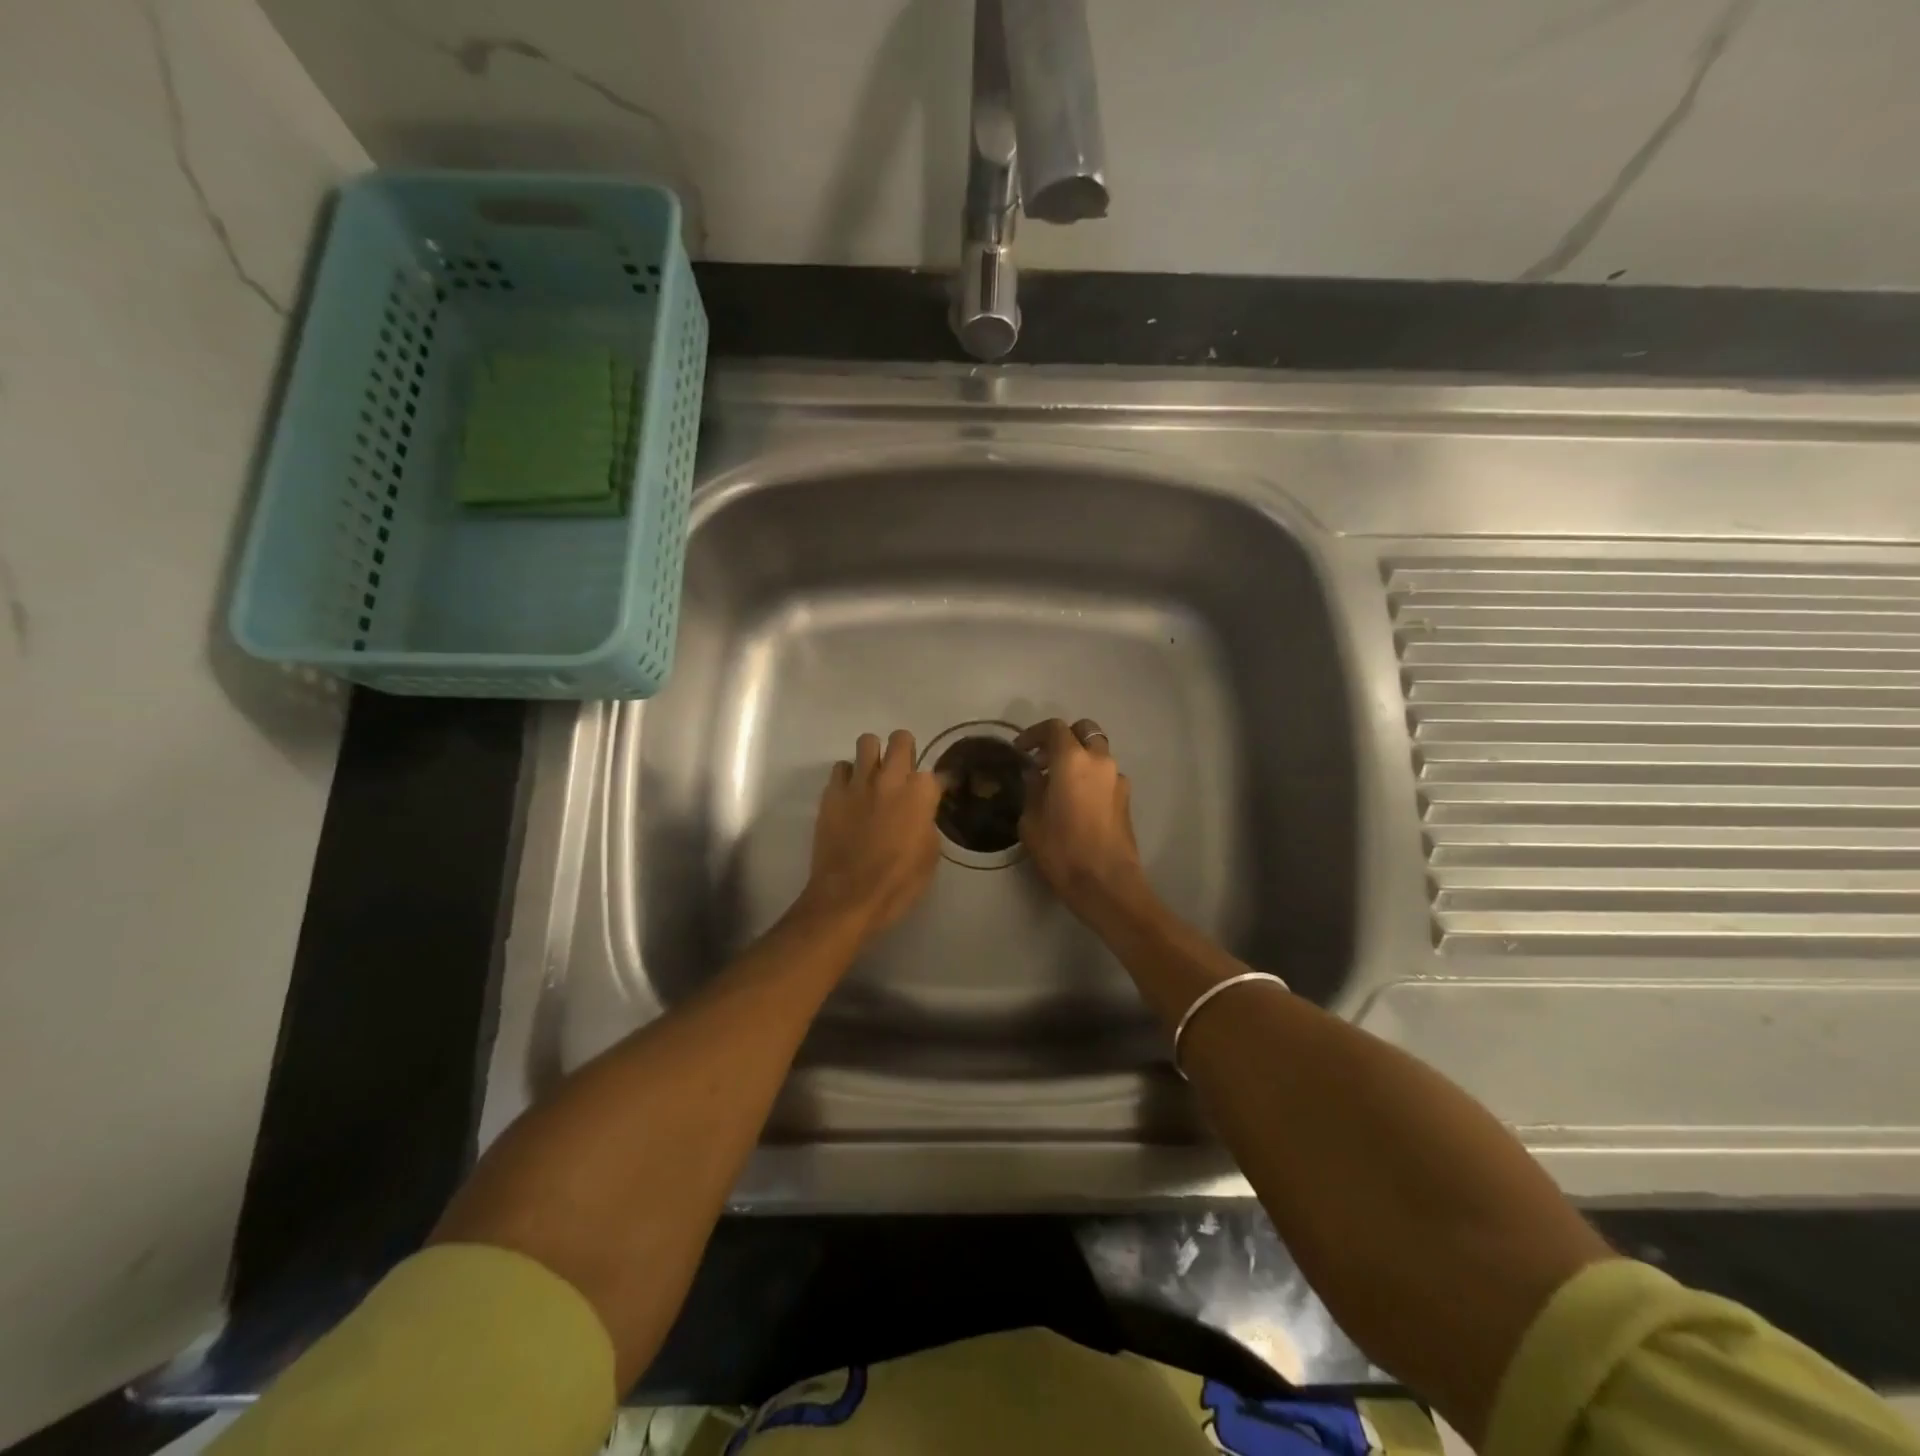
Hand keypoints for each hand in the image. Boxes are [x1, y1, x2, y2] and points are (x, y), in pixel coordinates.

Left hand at [798, 729, 943, 936]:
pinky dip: (848, 777)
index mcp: (921, 794)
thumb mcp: (930, 855)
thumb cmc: (898, 883)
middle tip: (902, 770)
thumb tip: (921, 812)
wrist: (849, 897)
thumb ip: (927, 823)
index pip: (936, 773)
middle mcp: (891, 779)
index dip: (935, 785)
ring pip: (867, 742)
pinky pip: (841, 768)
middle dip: (904, 749)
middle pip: (901, 739)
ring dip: (873, 756)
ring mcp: (858, 783)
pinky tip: (851, 795)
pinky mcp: (831, 793)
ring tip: (873, 776)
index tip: (933, 795)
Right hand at [1016, 718, 1151, 922]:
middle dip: (1064, 738)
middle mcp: (1099, 760)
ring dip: (1079, 758)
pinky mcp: (1126, 798)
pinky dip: (1091, 777)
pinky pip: (1105, 775)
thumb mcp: (1032, 820)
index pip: (1055, 728)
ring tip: (1059, 783)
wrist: (1106, 883)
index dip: (1035, 734)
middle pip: (1085, 731)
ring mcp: (1117, 778)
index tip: (1021, 750)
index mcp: (1072, 759)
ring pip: (1098, 753)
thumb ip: (1032, 789)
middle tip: (1044, 759)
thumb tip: (1034, 774)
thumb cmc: (1062, 850)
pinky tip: (1077, 801)